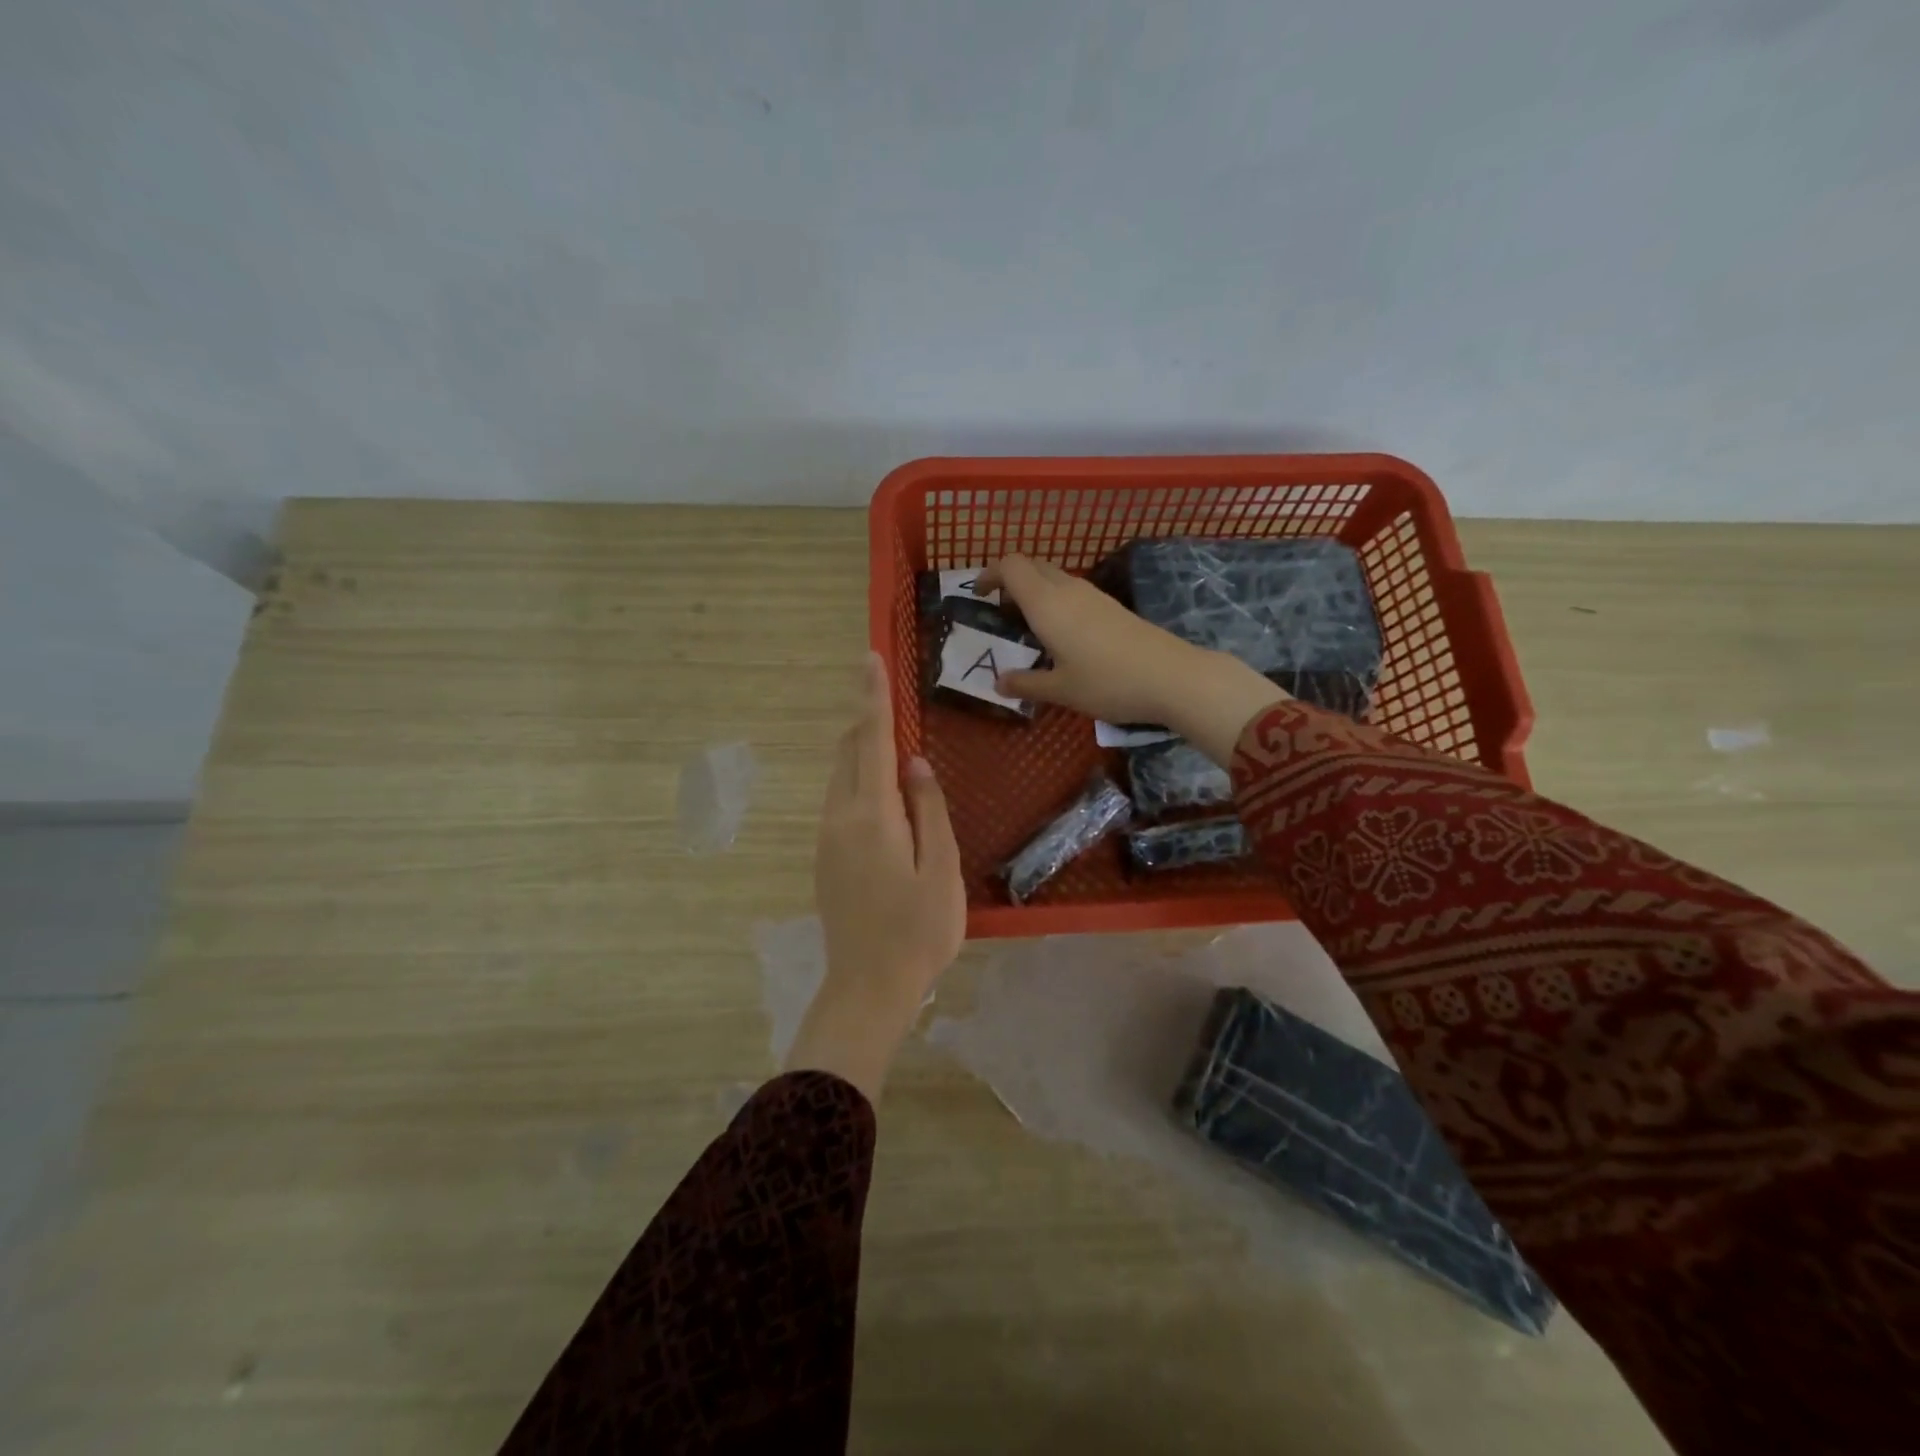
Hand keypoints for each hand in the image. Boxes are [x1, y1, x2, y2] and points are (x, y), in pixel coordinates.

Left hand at [788, 653, 965, 1101]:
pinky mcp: (826, 858)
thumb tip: (915, 763)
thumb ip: (929, 810)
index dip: (872, 698)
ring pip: (841, 777)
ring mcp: (827, 839)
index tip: (869, 658)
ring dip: (861, 752)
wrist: (867, 988)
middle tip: (889, 698)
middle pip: (848, 753)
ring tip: (891, 744)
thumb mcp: (942, 870)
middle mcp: (840, 818)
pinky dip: (858, 781)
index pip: (870, 741)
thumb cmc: (918, 932)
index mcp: (872, 815)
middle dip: (866, 720)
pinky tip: (884, 796)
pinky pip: (840, 802)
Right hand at [975, 555, 1287, 764]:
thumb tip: (998, 683)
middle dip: (1009, 580)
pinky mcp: (1111, 606)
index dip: (989, 573)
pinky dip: (1055, 601)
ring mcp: (1093, 595)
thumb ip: (1026, 684)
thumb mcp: (1061, 690)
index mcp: (1047, 603)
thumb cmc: (1108, 682)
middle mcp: (1068, 589)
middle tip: (1000, 612)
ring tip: (1027, 628)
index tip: (979, 595)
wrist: (1172, 677)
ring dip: (1034, 591)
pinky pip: (1072, 591)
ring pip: (1053, 577)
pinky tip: (1060, 636)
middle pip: (1031, 565)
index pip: (1010, 565)